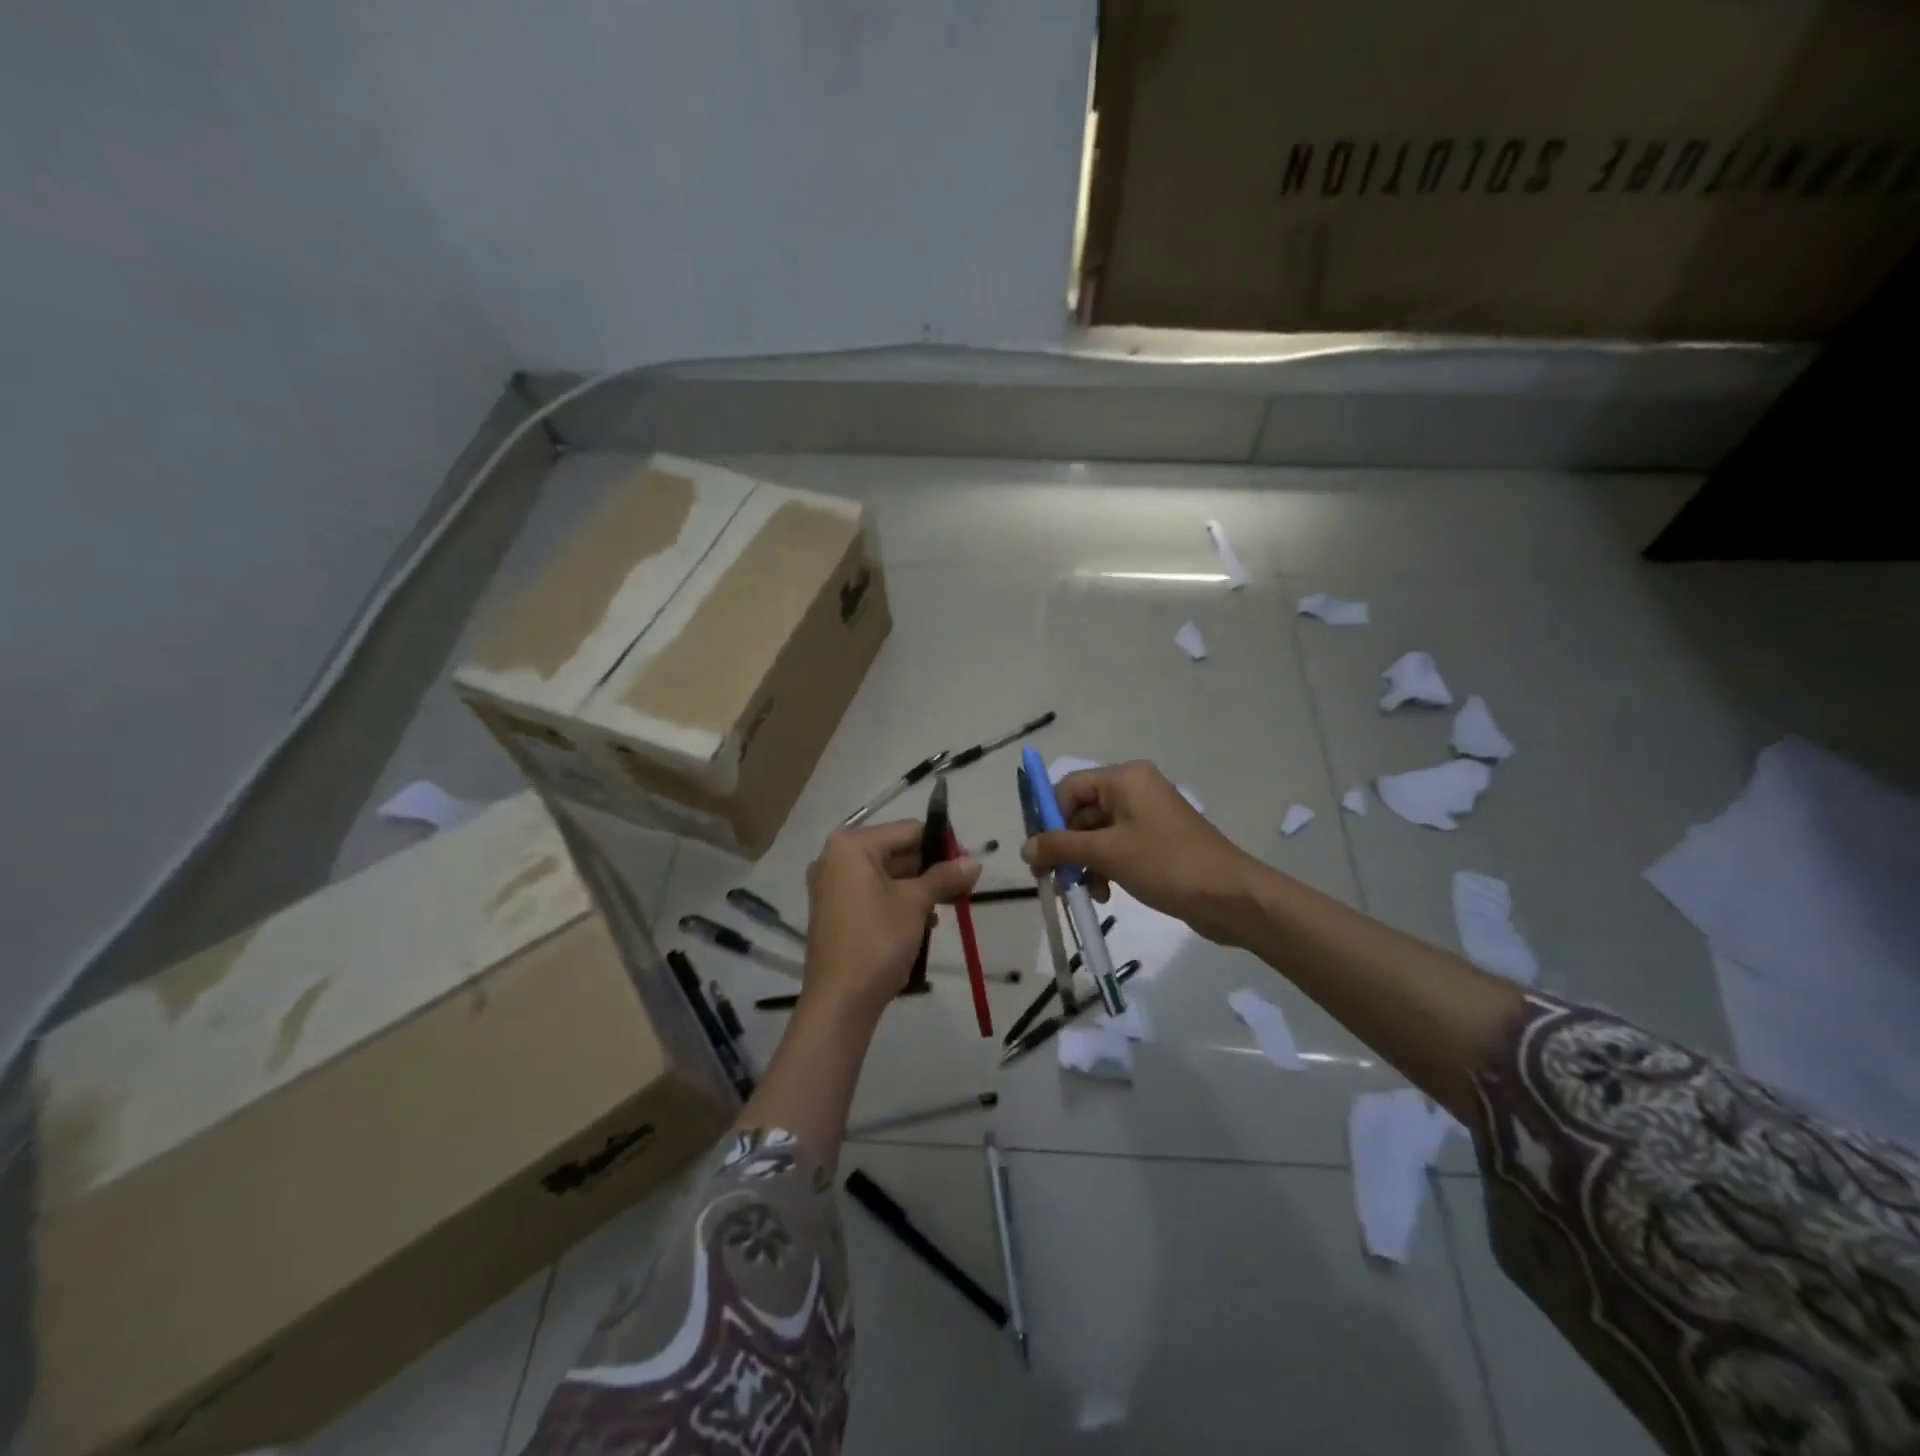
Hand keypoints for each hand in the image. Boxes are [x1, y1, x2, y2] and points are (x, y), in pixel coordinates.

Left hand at [802, 820, 980, 1022]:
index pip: (908, 830)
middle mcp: (836, 858)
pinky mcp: (835, 911)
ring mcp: (832, 886)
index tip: (967, 865)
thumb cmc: (877, 940)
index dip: (941, 845)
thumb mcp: (916, 904)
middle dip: (930, 869)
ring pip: (887, 875)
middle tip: (962, 888)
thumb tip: (974, 862)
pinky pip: (873, 894)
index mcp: (851, 846)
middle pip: (896, 851)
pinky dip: (898, 902)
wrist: (840, 1001)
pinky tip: (923, 924)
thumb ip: (945, 877)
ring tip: (946, 907)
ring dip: (918, 888)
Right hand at [1022, 760, 1263, 943]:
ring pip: (1098, 833)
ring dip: (1085, 862)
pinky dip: (1106, 867)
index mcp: (1125, 778)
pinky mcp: (1157, 840)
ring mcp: (1148, 815)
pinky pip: (1118, 847)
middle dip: (1067, 846)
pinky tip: (1104, 894)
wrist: (1230, 896)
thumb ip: (1061, 847)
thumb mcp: (1107, 854)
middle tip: (1054, 879)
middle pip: (1082, 812)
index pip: (1069, 788)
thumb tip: (1025, 848)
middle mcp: (1135, 789)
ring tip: (1082, 892)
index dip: (1049, 819)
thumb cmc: (1165, 864)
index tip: (1039, 853)